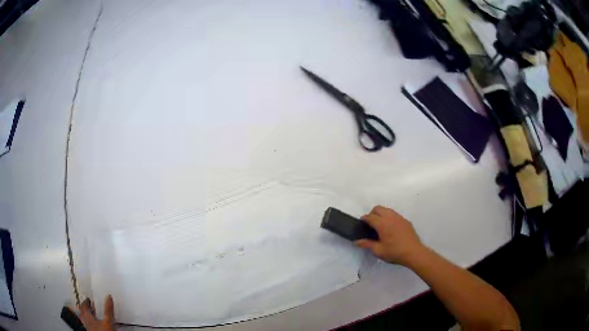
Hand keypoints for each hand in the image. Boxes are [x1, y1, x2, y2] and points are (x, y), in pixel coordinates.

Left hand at [78, 295, 115, 330]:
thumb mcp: (108, 321)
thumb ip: (108, 310)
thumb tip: (108, 296)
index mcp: (88, 317)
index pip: (84, 306)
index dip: (86, 302)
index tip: (88, 299)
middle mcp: (86, 322)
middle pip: (83, 313)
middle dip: (85, 309)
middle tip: (88, 306)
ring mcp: (89, 328)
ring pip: (85, 320)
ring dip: (87, 316)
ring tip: (91, 315)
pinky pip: (89, 326)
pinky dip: (91, 323)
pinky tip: (95, 325)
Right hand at [355, 206, 424, 265]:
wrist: (414, 252)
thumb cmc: (395, 252)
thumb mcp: (378, 251)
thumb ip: (367, 244)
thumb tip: (356, 241)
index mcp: (382, 224)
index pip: (370, 216)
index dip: (364, 219)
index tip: (361, 224)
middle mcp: (390, 217)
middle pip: (378, 208)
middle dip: (372, 214)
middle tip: (370, 225)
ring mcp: (399, 217)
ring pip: (387, 209)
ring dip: (381, 214)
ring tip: (380, 226)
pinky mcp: (405, 220)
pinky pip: (394, 214)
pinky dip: (389, 217)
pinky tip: (391, 229)